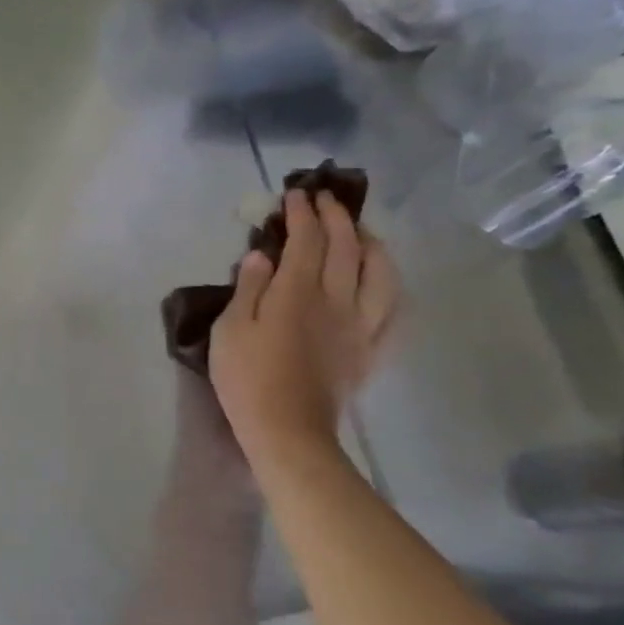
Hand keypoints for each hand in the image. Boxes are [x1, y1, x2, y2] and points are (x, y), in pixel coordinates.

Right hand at [209, 190, 399, 466]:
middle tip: (324, 200)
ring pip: (380, 273)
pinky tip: (383, 282)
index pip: (306, 239)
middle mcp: (337, 300)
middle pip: (346, 247)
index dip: (302, 213)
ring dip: (372, 244)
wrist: (286, 430)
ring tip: (361, 233)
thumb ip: (248, 288)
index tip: (295, 194)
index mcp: (298, 292)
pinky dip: (390, 287)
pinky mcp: (370, 350)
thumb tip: (261, 254)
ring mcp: (361, 326)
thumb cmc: (247, 378)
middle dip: (336, 217)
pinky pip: (393, 311)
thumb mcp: (230, 329)